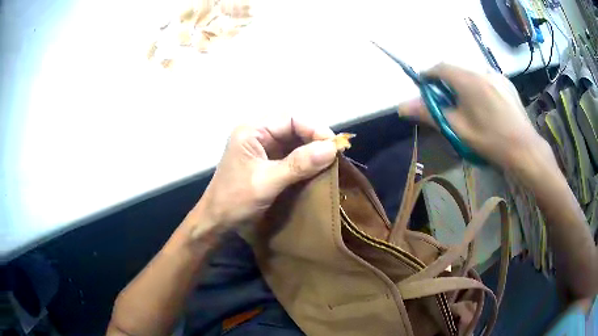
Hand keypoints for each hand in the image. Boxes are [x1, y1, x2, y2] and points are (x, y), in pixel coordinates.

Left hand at [187, 116, 336, 237]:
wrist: (216, 222)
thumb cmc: (235, 201)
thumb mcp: (267, 182)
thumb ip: (299, 164)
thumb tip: (331, 149)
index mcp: (251, 131)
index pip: (289, 119)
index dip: (313, 128)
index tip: (334, 145)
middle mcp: (256, 134)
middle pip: (292, 127)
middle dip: (314, 138)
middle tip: (334, 153)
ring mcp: (261, 148)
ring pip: (292, 140)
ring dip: (311, 149)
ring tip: (329, 160)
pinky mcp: (266, 162)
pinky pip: (290, 154)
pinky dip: (304, 160)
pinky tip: (316, 167)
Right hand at [398, 63, 553, 172]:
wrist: (524, 149)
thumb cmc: (490, 140)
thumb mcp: (458, 129)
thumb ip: (430, 113)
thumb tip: (402, 106)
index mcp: (468, 80)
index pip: (440, 67)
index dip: (429, 75)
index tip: (424, 87)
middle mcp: (482, 71)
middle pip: (457, 71)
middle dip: (447, 84)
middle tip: (448, 104)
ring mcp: (497, 76)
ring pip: (472, 75)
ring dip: (464, 86)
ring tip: (469, 108)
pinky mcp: (507, 84)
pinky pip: (487, 80)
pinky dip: (480, 88)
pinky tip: (486, 107)